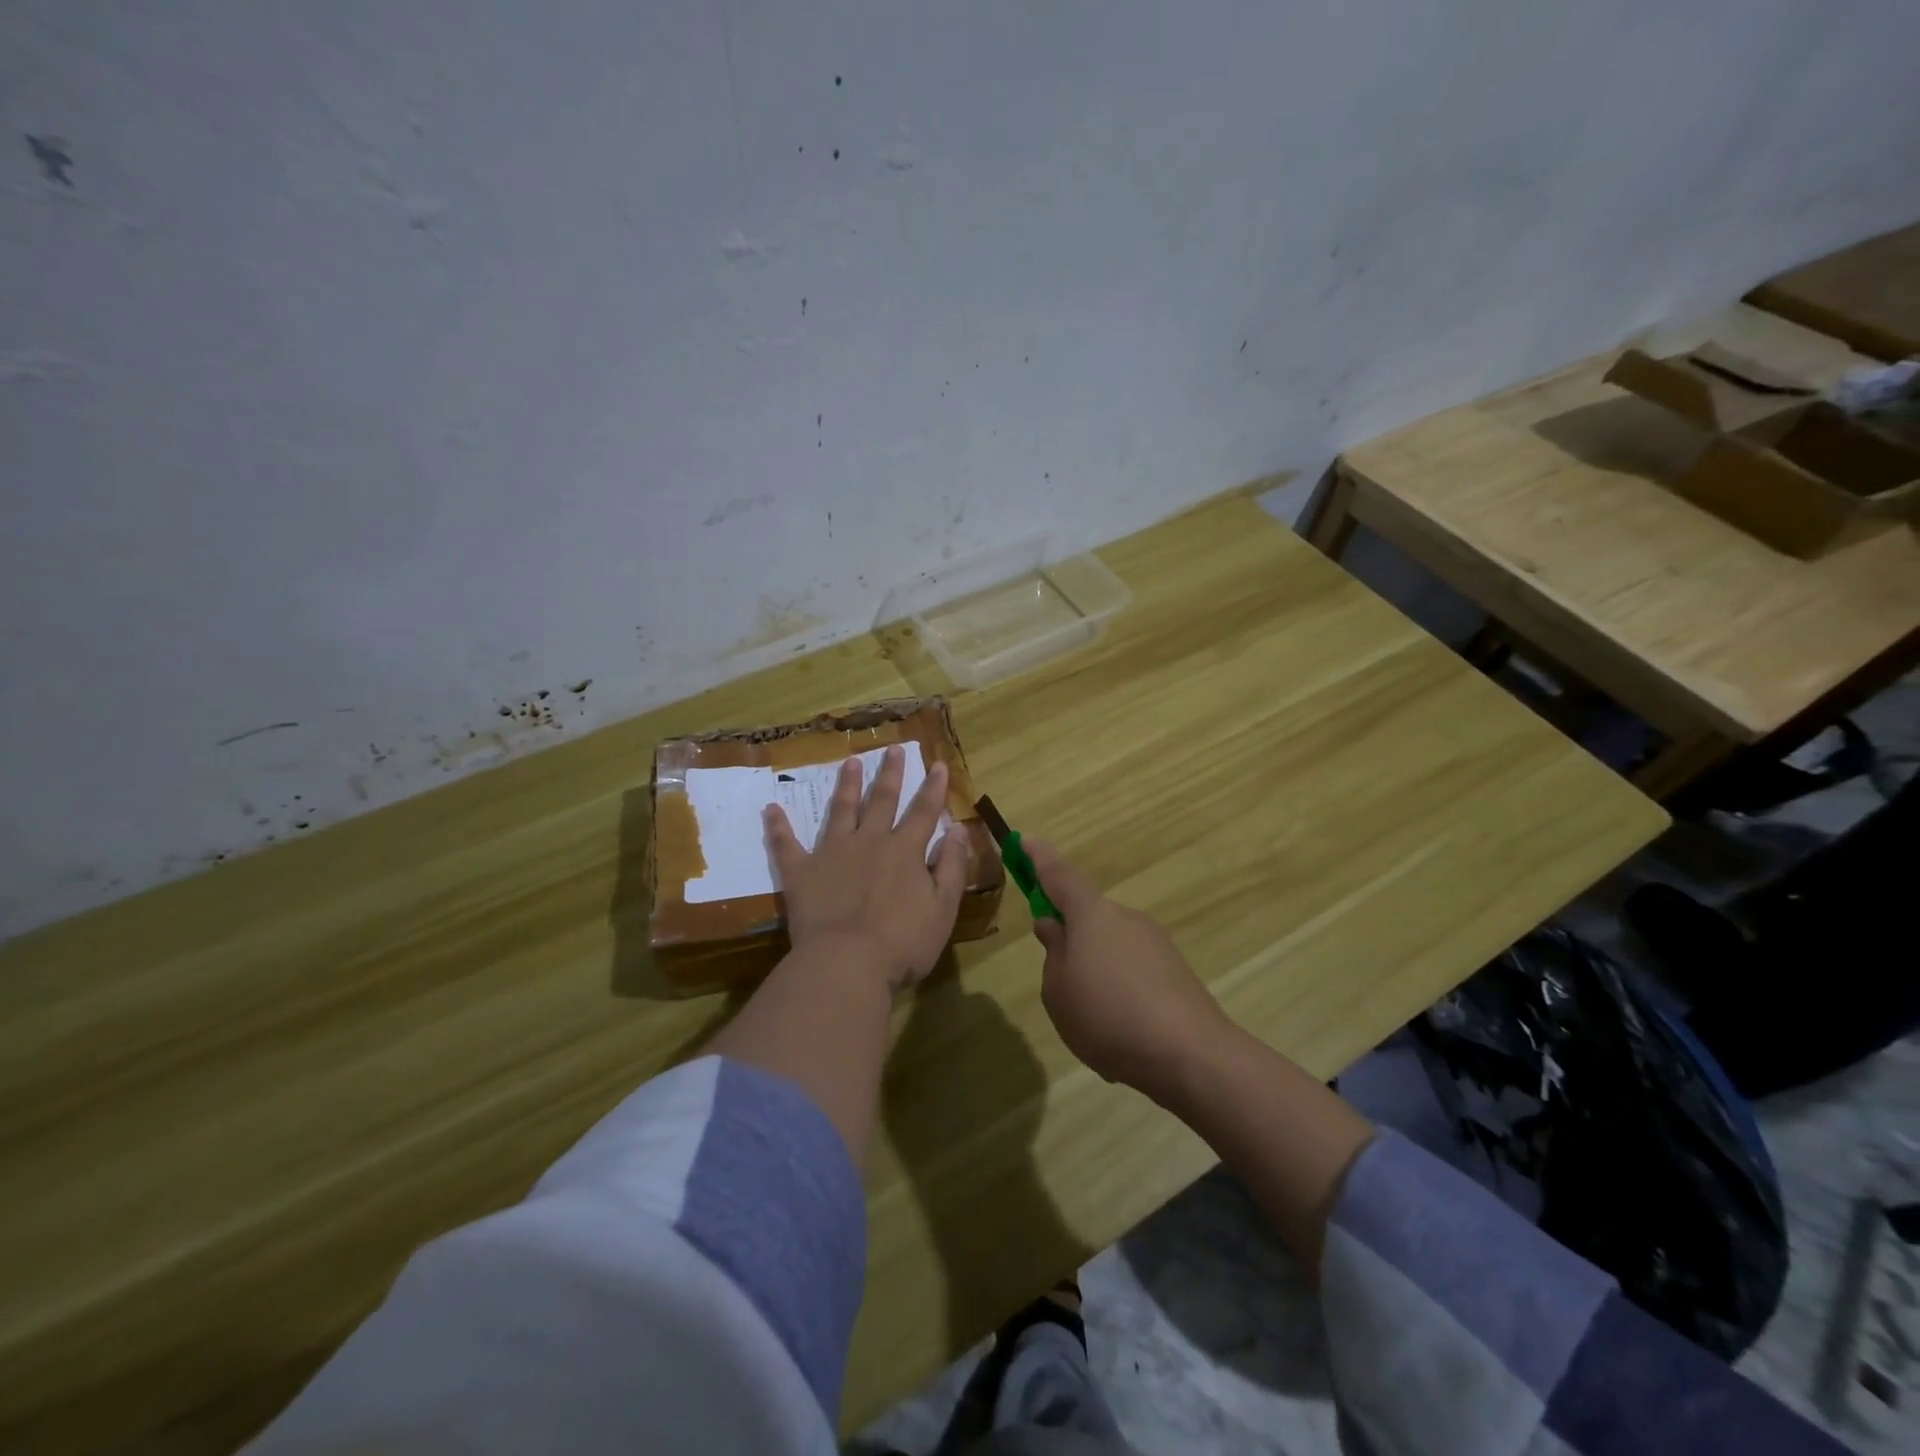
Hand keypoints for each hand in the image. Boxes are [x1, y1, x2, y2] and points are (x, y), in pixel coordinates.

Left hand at [765, 745, 971, 991]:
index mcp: (905, 851)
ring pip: (841, 810)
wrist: (847, 964)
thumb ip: (952, 867)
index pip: (924, 812)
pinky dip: (778, 826)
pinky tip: (771, 809)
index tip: (937, 764)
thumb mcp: (943, 908)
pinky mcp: (801, 872)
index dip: (933, 788)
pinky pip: (786, 845)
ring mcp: (832, 853)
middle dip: (889, 774)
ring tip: (849, 762)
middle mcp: (870, 842)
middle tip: (891, 748)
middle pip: (882, 800)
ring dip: (846, 785)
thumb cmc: (903, 943)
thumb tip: (958, 829)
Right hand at [1028, 839, 1230, 1102]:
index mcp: (1091, 915)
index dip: (1038, 858)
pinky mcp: (1175, 972)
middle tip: (1058, 978)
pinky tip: (1120, 1032)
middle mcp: (1125, 918)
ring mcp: (1155, 943)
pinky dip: (1120, 993)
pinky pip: (1133, 973)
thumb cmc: (1107, 1016)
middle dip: (1071, 939)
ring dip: (1096, 972)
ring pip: (1110, 948)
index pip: (1058, 875)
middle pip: (1088, 916)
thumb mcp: (1058, 990)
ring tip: (1091, 1022)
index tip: (1024, 839)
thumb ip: (1053, 953)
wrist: (1191, 1054)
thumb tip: (1054, 926)